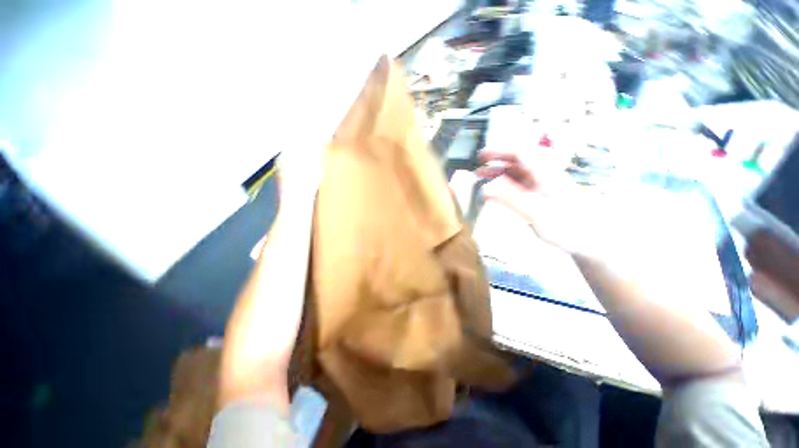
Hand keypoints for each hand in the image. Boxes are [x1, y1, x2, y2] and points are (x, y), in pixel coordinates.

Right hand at [476, 148, 601, 255]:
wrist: (590, 239)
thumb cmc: (568, 226)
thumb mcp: (537, 213)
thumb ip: (511, 198)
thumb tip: (487, 188)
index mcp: (545, 173)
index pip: (520, 152)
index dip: (499, 151)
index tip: (481, 156)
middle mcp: (543, 175)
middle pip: (517, 160)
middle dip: (496, 160)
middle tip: (478, 165)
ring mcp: (542, 185)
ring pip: (517, 172)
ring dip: (499, 172)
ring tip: (482, 177)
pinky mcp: (540, 195)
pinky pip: (519, 185)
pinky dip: (505, 185)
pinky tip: (497, 191)